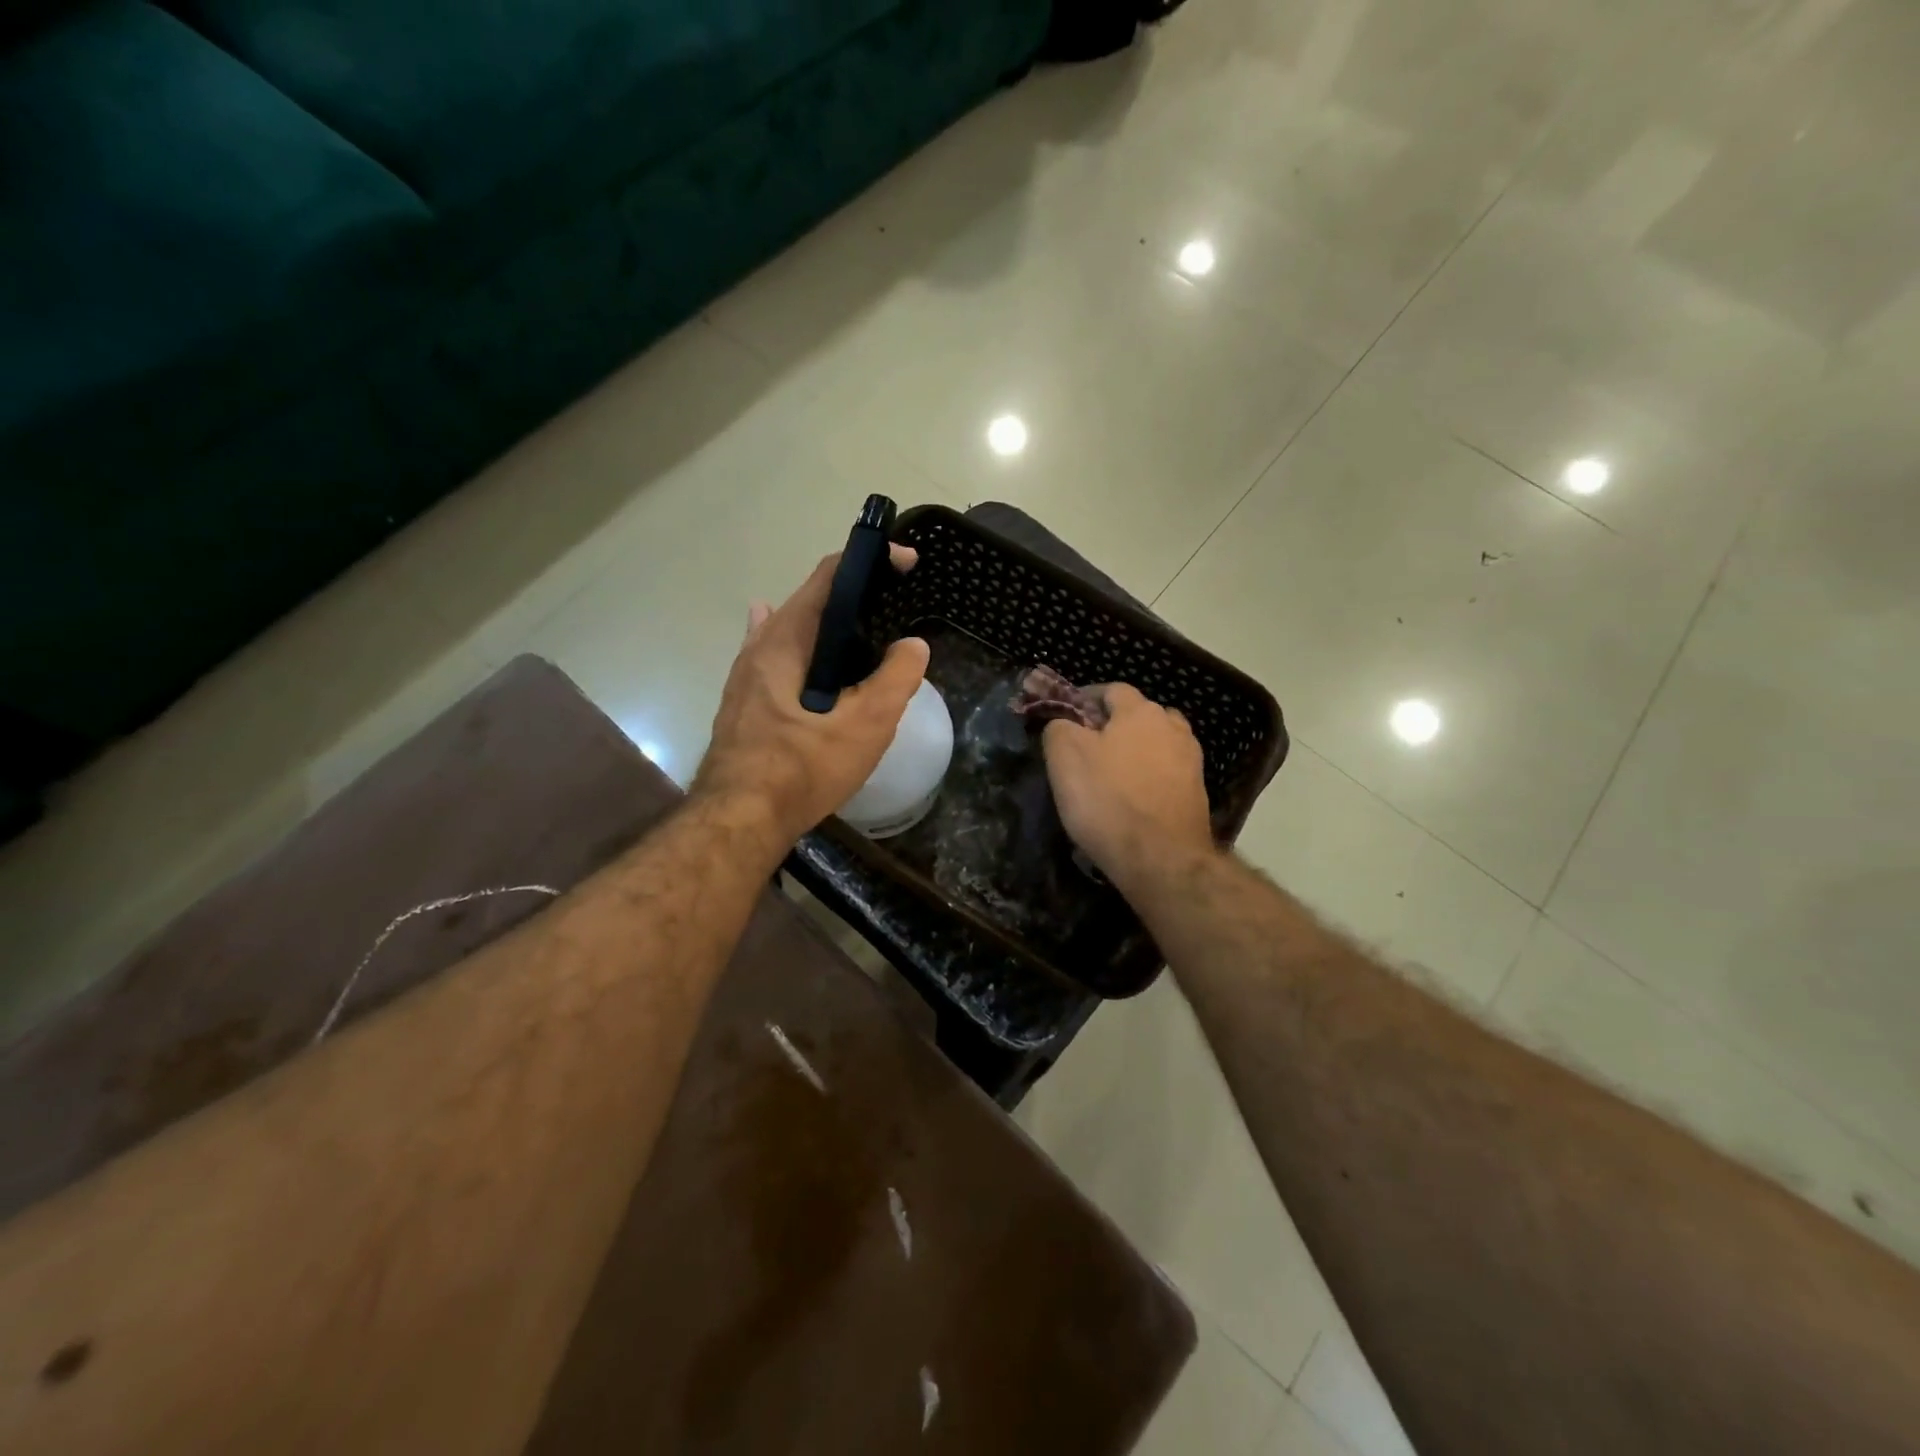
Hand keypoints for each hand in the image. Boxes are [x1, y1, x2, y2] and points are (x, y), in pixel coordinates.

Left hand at [693, 547, 929, 843]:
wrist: (739, 820)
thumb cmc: (803, 768)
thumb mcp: (866, 724)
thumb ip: (896, 679)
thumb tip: (913, 645)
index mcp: (787, 638)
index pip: (830, 576)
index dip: (871, 561)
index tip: (907, 564)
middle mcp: (760, 645)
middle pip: (810, 600)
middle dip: (854, 594)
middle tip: (894, 605)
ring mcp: (745, 674)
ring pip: (790, 630)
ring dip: (827, 622)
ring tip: (862, 626)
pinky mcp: (743, 702)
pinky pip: (776, 658)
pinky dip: (800, 647)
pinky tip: (799, 649)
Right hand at [1042, 684, 1214, 891]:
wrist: (1162, 858)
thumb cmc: (1107, 800)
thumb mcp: (1064, 757)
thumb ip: (1059, 727)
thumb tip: (1063, 723)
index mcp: (1140, 711)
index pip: (1111, 689)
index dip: (1086, 699)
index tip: (1066, 718)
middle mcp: (1172, 727)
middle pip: (1139, 715)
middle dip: (1114, 725)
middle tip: (1087, 748)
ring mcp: (1191, 760)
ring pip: (1156, 744)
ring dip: (1135, 751)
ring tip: (1112, 775)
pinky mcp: (1197, 793)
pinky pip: (1166, 774)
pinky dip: (1149, 778)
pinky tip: (1133, 799)